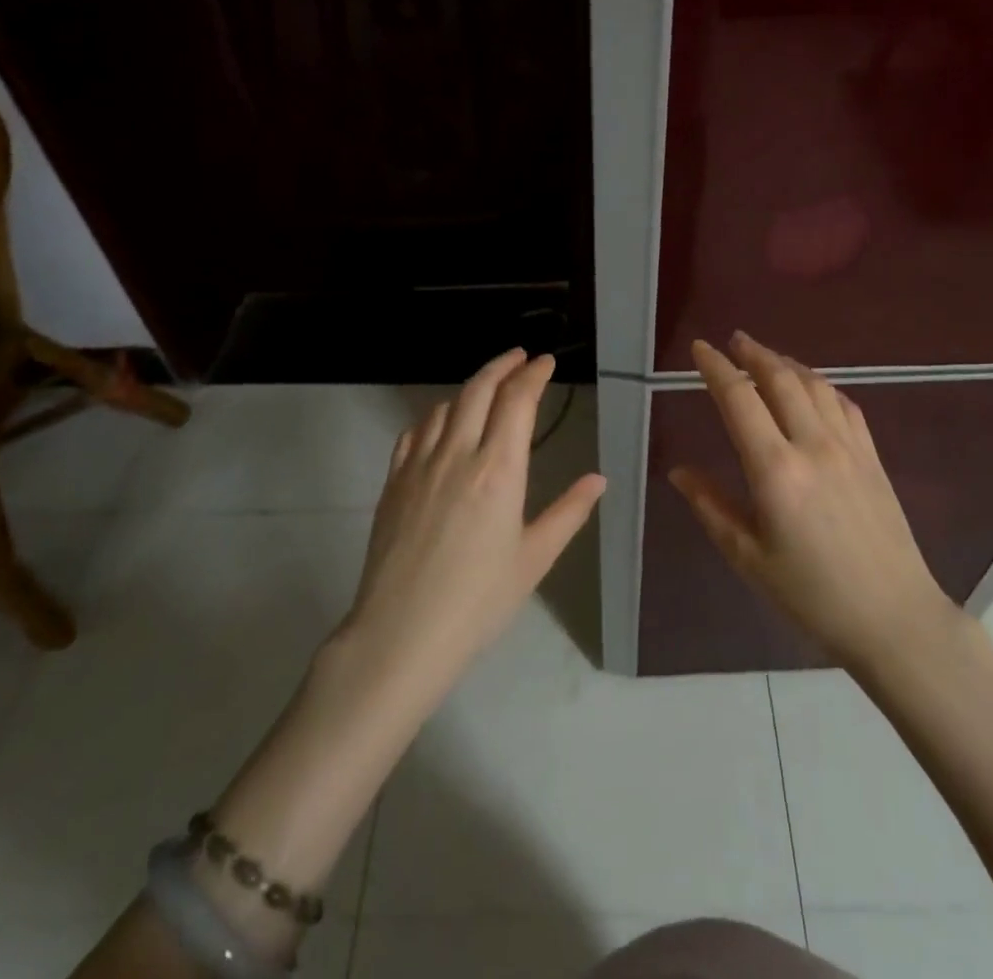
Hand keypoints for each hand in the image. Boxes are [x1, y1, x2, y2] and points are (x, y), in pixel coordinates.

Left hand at [342, 348, 605, 699]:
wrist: (401, 634)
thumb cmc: (479, 600)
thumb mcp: (534, 559)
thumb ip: (569, 512)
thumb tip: (598, 479)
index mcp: (498, 470)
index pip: (517, 401)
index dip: (534, 375)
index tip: (546, 363)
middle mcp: (457, 454)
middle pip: (479, 389)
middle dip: (503, 366)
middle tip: (520, 358)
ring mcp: (419, 465)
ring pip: (445, 406)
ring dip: (470, 389)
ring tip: (486, 390)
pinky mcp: (393, 481)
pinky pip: (414, 432)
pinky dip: (434, 416)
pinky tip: (441, 425)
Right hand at [669, 331, 959, 669]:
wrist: (893, 617)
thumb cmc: (812, 595)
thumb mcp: (748, 557)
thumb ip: (710, 506)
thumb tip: (678, 471)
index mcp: (776, 470)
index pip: (740, 399)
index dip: (717, 368)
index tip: (700, 348)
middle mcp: (813, 445)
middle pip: (780, 378)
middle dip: (753, 353)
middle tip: (733, 340)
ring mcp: (849, 447)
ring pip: (815, 385)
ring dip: (786, 363)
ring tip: (766, 357)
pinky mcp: (873, 457)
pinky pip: (844, 404)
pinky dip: (821, 385)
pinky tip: (812, 388)